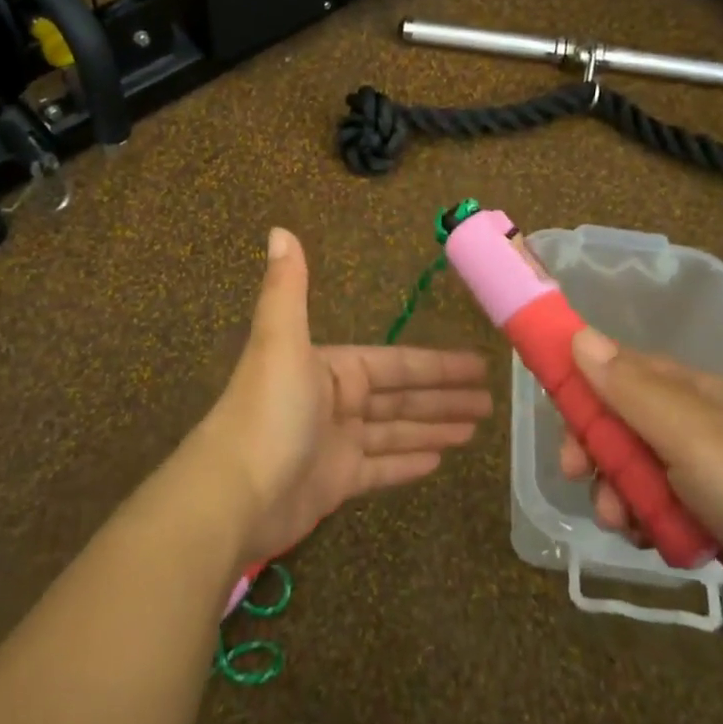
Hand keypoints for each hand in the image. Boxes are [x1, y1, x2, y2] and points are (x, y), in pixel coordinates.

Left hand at [199, 228, 492, 566]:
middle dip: (444, 398)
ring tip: (475, 430)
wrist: (233, 493)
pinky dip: (408, 462)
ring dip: (433, 428)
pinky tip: (440, 461)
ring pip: (396, 430)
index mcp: (332, 368)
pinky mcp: (335, 484)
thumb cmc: (268, 411)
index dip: (437, 365)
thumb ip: (289, 287)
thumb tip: (280, 230)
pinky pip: (381, 468)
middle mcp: (336, 401)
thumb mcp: (281, 339)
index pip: (396, 364)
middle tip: (489, 402)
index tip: (478, 364)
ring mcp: (337, 444)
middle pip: (402, 397)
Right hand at [559, 330, 722, 665]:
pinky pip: (664, 512)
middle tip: (577, 476)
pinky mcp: (720, 525)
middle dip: (596, 448)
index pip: (624, 370)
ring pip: (640, 472)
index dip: (585, 384)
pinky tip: (653, 543)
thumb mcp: (693, 436)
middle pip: (625, 423)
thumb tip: (580, 335)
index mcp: (697, 393)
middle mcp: (700, 428)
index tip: (556, 410)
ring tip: (622, 524)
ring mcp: (711, 478)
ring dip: (619, 493)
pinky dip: (650, 524)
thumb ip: (632, 390)